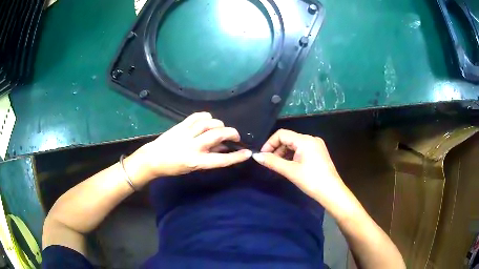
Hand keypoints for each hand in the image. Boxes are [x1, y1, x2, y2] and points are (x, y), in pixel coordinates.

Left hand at [125, 112, 251, 185]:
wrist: (153, 158)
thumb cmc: (174, 167)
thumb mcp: (193, 166)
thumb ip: (209, 156)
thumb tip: (224, 147)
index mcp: (196, 161)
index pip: (221, 159)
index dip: (236, 156)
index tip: (247, 152)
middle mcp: (193, 146)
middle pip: (218, 134)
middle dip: (231, 133)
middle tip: (235, 136)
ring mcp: (186, 133)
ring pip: (209, 123)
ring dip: (219, 124)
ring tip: (220, 128)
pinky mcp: (181, 125)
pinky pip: (198, 116)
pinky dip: (207, 116)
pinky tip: (208, 120)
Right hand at [252, 129, 344, 203]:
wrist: (332, 192)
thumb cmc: (311, 180)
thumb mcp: (290, 171)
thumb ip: (272, 162)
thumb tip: (256, 156)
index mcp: (305, 140)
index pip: (282, 134)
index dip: (270, 143)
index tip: (262, 155)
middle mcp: (311, 139)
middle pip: (288, 138)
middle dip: (276, 149)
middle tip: (269, 162)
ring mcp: (316, 145)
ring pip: (295, 145)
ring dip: (284, 153)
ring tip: (278, 166)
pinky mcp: (318, 153)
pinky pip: (301, 150)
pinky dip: (292, 156)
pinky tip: (289, 165)